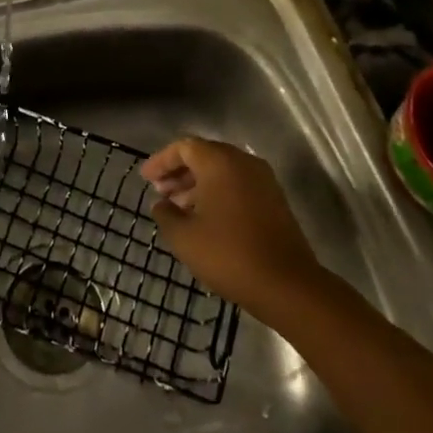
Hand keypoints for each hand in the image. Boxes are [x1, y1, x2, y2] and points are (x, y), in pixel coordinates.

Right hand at [143, 137, 326, 323]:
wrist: (287, 284)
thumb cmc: (228, 254)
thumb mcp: (184, 237)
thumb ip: (165, 215)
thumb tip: (161, 205)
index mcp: (220, 162)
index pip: (184, 147)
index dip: (161, 161)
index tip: (145, 179)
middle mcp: (243, 162)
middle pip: (204, 156)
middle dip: (179, 172)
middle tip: (160, 193)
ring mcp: (263, 181)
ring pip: (222, 172)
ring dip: (197, 185)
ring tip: (178, 208)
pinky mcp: (274, 200)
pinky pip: (238, 185)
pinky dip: (217, 194)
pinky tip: (204, 219)